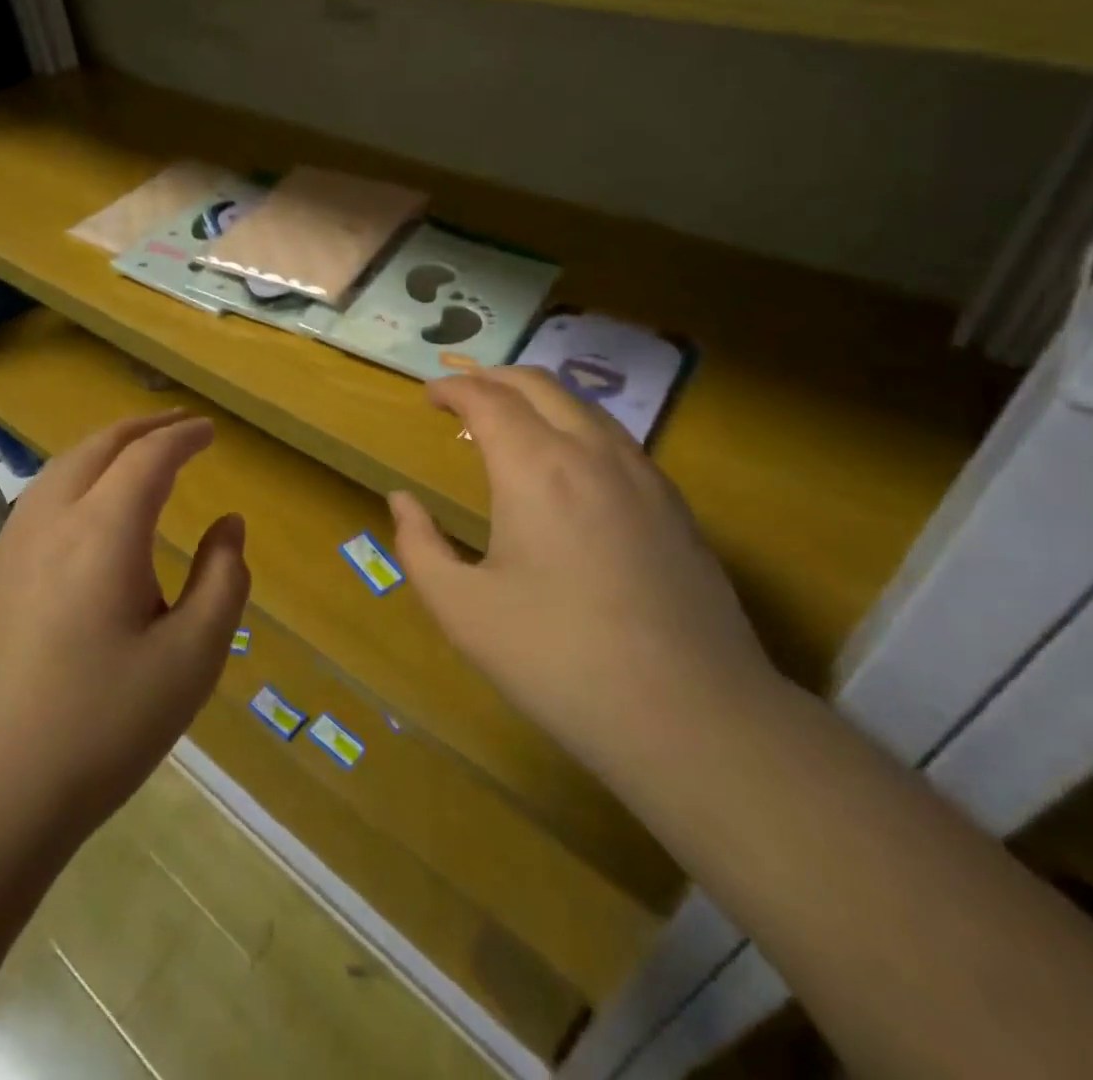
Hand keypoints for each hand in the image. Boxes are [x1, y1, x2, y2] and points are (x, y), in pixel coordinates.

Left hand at [0, 411, 248, 843]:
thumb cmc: (100, 728)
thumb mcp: (191, 659)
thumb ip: (222, 581)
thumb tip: (228, 526)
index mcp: (102, 531)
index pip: (148, 457)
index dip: (183, 436)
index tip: (210, 431)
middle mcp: (50, 522)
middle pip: (97, 447)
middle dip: (143, 427)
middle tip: (180, 425)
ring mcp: (9, 549)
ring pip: (60, 468)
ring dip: (105, 448)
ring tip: (138, 453)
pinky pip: (38, 499)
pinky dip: (75, 476)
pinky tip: (88, 508)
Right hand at [388, 367, 779, 791]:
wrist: (690, 714)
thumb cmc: (559, 659)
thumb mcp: (463, 610)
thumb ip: (419, 545)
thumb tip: (402, 500)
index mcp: (536, 467)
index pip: (487, 398)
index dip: (452, 388)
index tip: (429, 394)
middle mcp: (592, 451)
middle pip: (538, 384)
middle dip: (493, 378)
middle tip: (463, 395)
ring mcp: (642, 473)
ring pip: (582, 405)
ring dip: (537, 398)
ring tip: (509, 423)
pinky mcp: (673, 502)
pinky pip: (614, 438)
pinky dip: (575, 426)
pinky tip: (568, 466)